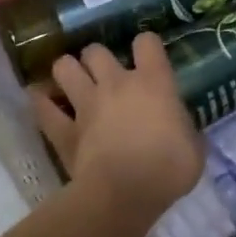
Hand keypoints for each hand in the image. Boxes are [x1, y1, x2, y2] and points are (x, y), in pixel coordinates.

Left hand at [34, 34, 202, 220]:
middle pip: (96, 50)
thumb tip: (181, 130)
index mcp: (153, 81)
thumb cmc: (168, 169)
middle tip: (103, 74)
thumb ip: (184, 129)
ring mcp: (86, 104)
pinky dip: (41, 102)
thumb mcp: (194, 148)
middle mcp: (116, 83)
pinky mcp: (64, 130)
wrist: (125, 194)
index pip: (147, 42)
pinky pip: (43, 108)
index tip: (148, 57)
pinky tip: (41, 100)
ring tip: (71, 81)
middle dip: (97, 58)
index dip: (146, 46)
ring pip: (64, 67)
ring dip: (67, 71)